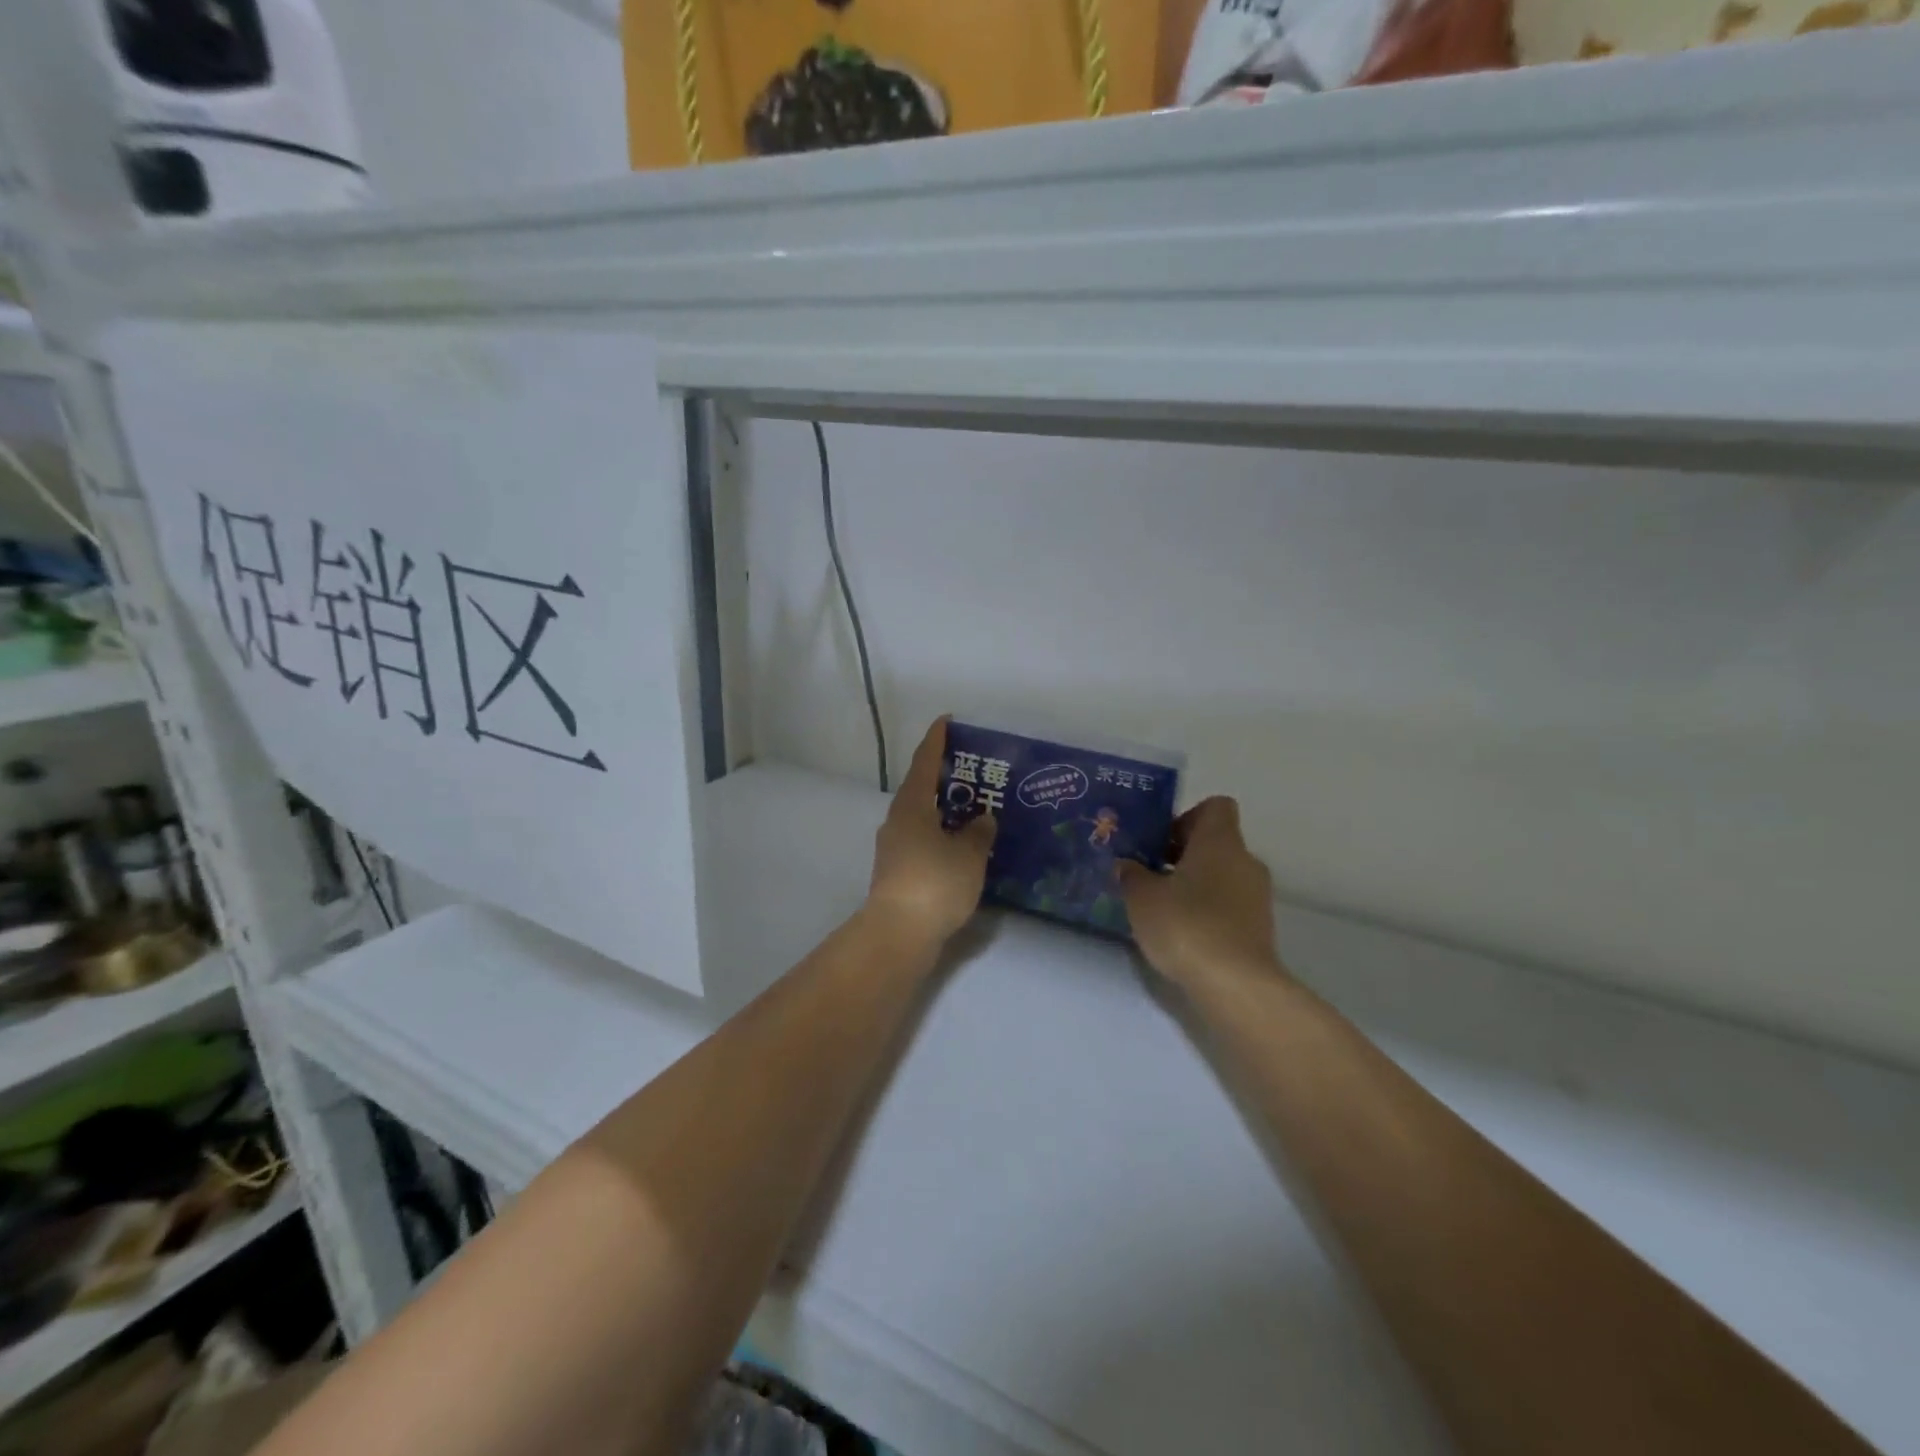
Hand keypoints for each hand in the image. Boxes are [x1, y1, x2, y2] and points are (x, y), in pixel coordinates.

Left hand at [864, 718, 997, 949]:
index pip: (924, 762)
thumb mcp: (968, 855)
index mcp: (912, 805)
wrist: (899, 934)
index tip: (946, 721)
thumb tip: (982, 819)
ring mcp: (894, 847)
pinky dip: (942, 835)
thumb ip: (978, 833)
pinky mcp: (897, 871)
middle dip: (945, 778)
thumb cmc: (935, 883)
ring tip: (975, 809)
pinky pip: (923, 841)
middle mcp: (898, 820)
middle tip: (974, 770)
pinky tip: (962, 846)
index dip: (936, 740)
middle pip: (921, 788)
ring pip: (922, 817)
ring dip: (945, 810)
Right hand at [1119, 797, 1280, 988]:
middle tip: (1150, 875)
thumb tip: (1127, 865)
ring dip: (1196, 885)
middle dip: (1184, 855)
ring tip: (1163, 908)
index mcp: (1220, 841)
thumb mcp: (1142, 897)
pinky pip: (1230, 905)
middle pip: (1216, 843)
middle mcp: (1245, 861)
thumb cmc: (1186, 925)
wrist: (1236, 985)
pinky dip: (1209, 912)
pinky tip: (1183, 934)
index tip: (1161, 842)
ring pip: (1223, 876)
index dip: (1186, 818)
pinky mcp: (1260, 929)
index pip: (1215, 807)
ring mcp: (1257, 896)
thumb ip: (1132, 875)